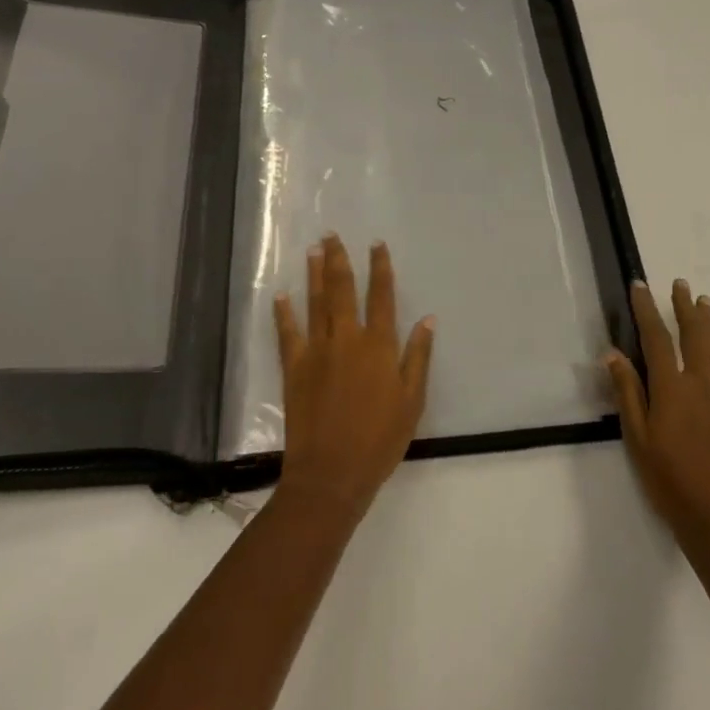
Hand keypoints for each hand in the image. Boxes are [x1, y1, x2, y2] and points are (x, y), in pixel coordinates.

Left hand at [273, 235, 435, 524]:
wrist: (331, 475)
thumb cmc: (379, 441)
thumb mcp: (412, 401)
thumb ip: (418, 357)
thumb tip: (428, 320)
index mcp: (378, 346)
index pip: (381, 296)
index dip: (380, 268)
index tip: (377, 244)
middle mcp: (347, 339)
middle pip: (343, 290)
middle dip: (340, 259)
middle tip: (332, 234)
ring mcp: (317, 352)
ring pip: (316, 303)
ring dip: (315, 274)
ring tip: (313, 250)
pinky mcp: (294, 369)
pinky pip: (287, 334)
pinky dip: (284, 314)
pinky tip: (281, 295)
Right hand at [606, 279, 709, 551]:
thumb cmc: (670, 482)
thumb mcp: (638, 440)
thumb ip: (628, 393)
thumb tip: (613, 354)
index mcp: (672, 389)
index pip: (657, 338)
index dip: (647, 310)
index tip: (640, 285)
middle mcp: (702, 385)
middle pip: (693, 336)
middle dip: (684, 308)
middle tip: (680, 284)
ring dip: (709, 324)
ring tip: (704, 303)